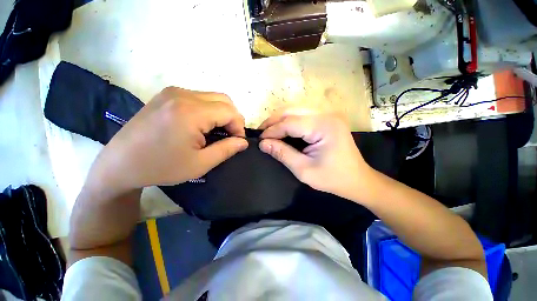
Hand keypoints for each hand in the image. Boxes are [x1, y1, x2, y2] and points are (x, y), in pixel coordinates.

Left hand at [85, 87, 247, 195]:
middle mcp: (182, 95)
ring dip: (222, 113)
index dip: (239, 126)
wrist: (120, 164)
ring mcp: (173, 92)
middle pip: (224, 100)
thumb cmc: (161, 167)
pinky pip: (199, 98)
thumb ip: (227, 149)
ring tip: (217, 132)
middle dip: (233, 118)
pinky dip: (209, 110)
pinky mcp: (167, 95)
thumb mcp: (200, 163)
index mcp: (190, 112)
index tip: (237, 141)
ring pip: (213, 97)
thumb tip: (243, 142)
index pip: (230, 111)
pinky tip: (203, 125)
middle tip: (229, 136)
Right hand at [259, 111, 374, 201]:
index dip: (272, 130)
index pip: (289, 123)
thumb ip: (282, 154)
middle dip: (273, 121)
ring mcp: (327, 115)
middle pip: (291, 111)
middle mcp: (326, 115)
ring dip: (280, 120)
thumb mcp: (304, 170)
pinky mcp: (326, 119)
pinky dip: (289, 122)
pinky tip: (282, 130)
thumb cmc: (332, 178)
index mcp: (323, 126)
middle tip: (261, 133)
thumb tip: (262, 144)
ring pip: (295, 111)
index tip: (259, 140)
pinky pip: (302, 116)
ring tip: (269, 132)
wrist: (358, 179)